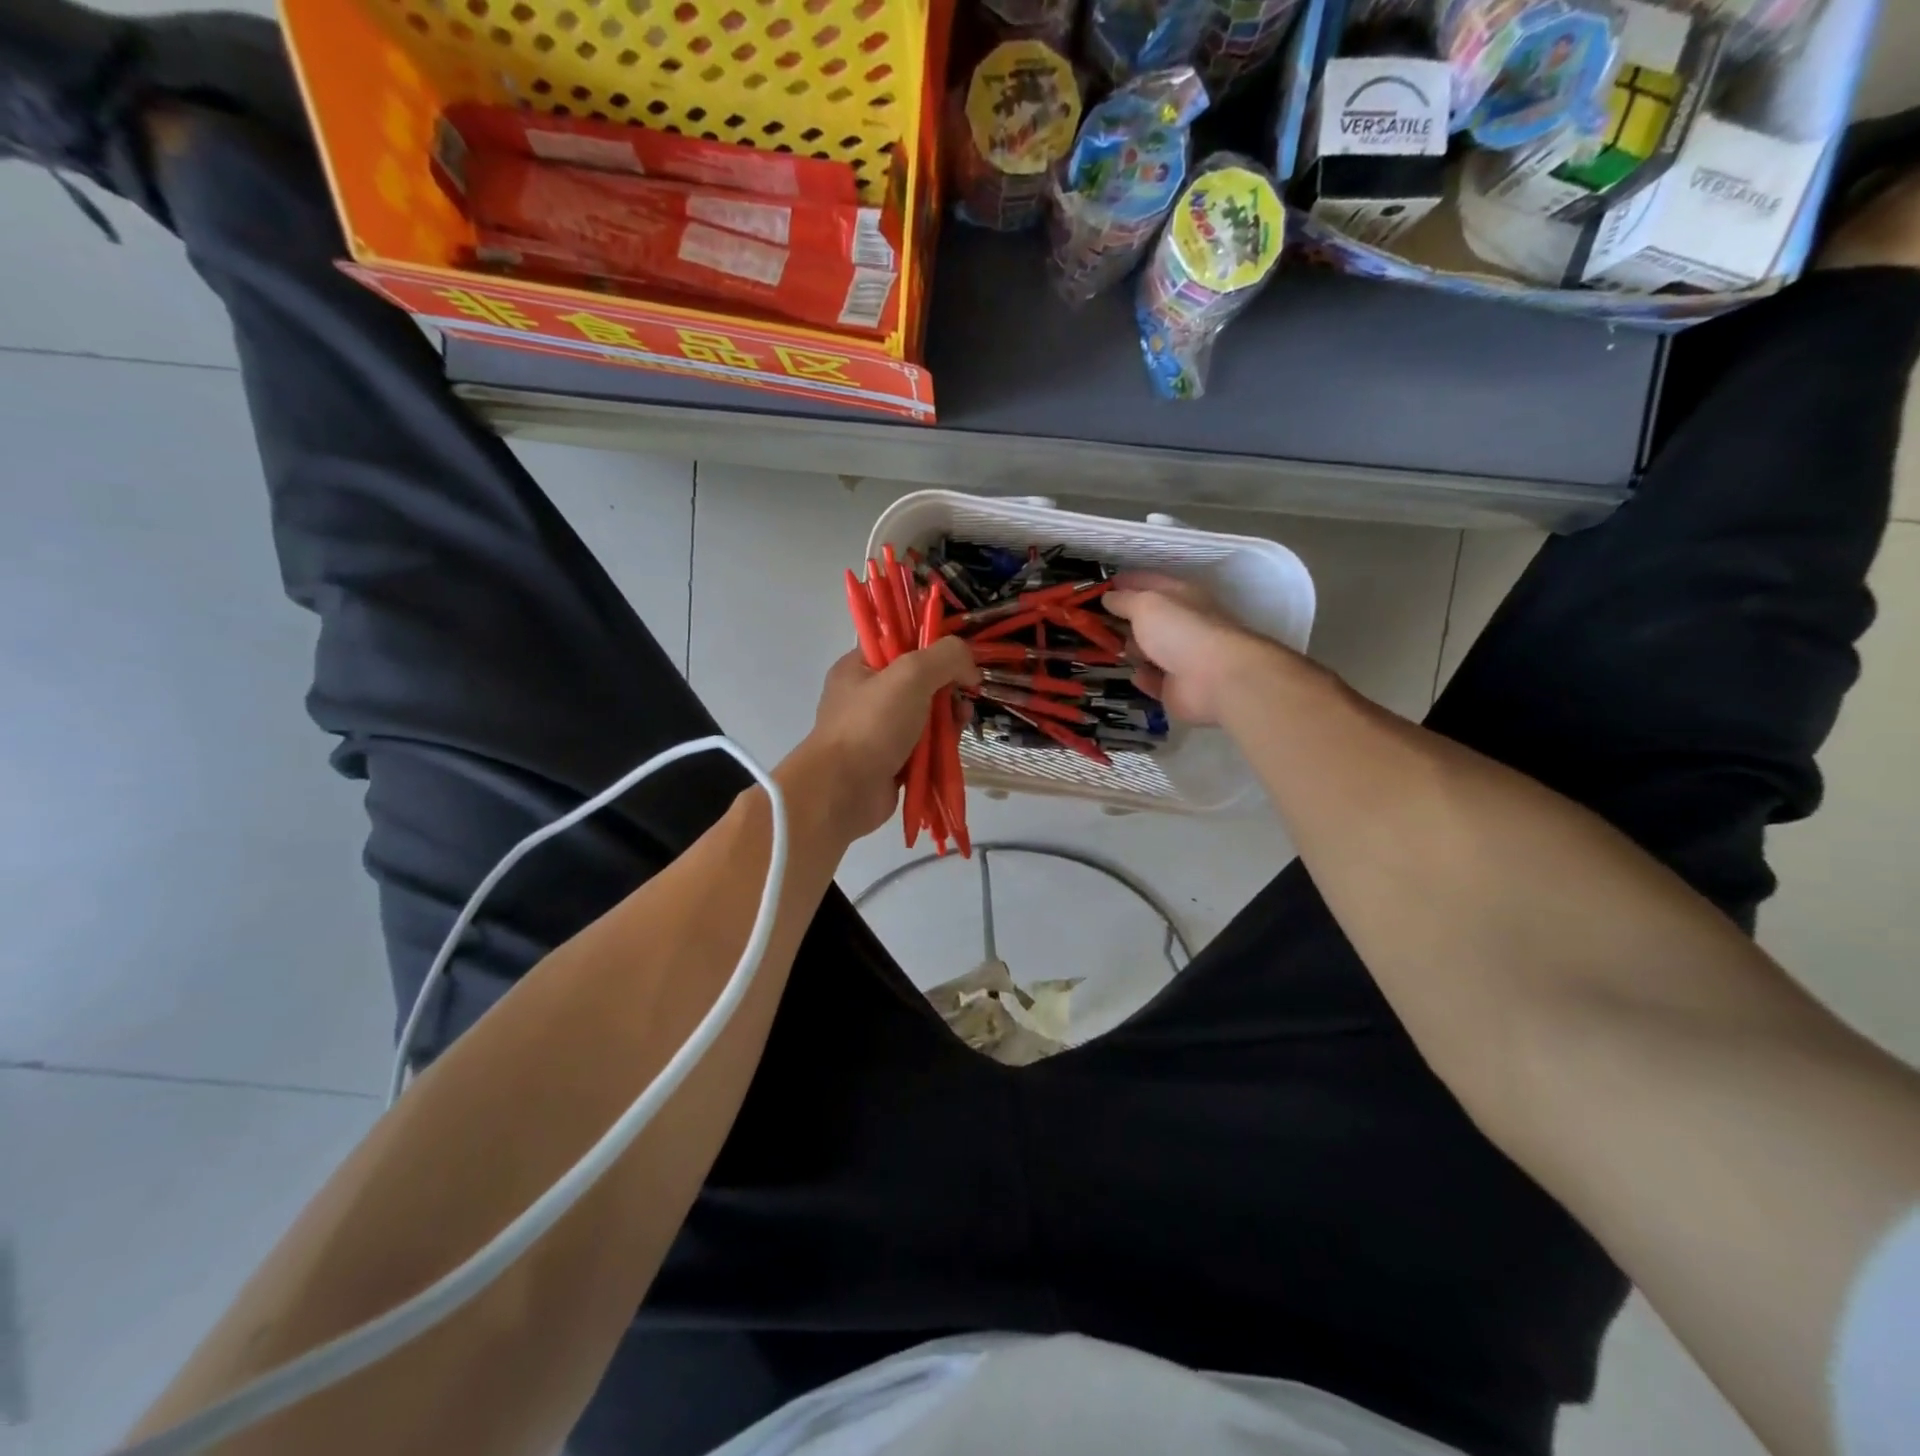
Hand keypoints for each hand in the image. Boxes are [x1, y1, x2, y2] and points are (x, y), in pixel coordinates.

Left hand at [787, 637, 977, 838]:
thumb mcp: (911, 675)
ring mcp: (878, 731)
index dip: (932, 647)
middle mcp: (866, 696)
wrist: (844, 791)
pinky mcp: (891, 761)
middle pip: (919, 682)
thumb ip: (946, 657)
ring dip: (948, 718)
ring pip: (925, 716)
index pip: (899, 644)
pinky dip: (940, 746)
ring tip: (961, 722)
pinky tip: (952, 747)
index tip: (958, 659)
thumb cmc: (872, 724)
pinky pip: (924, 746)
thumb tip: (970, 667)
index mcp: (859, 667)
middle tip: (964, 696)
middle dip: (947, 687)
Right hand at [1105, 572, 1287, 725]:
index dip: (1124, 582)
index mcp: (1179, 596)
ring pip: (1150, 650)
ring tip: (1103, 648)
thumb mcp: (1146, 605)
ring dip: (1130, 649)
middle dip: (1123, 618)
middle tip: (1091, 621)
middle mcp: (1182, 624)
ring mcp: (1181, 657)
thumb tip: (1107, 597)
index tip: (1099, 587)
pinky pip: (1155, 680)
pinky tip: (1132, 674)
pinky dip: (1143, 677)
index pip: (1148, 582)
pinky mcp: (1178, 687)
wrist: (1215, 679)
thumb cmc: (1180, 630)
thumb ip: (1124, 600)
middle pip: (1148, 618)